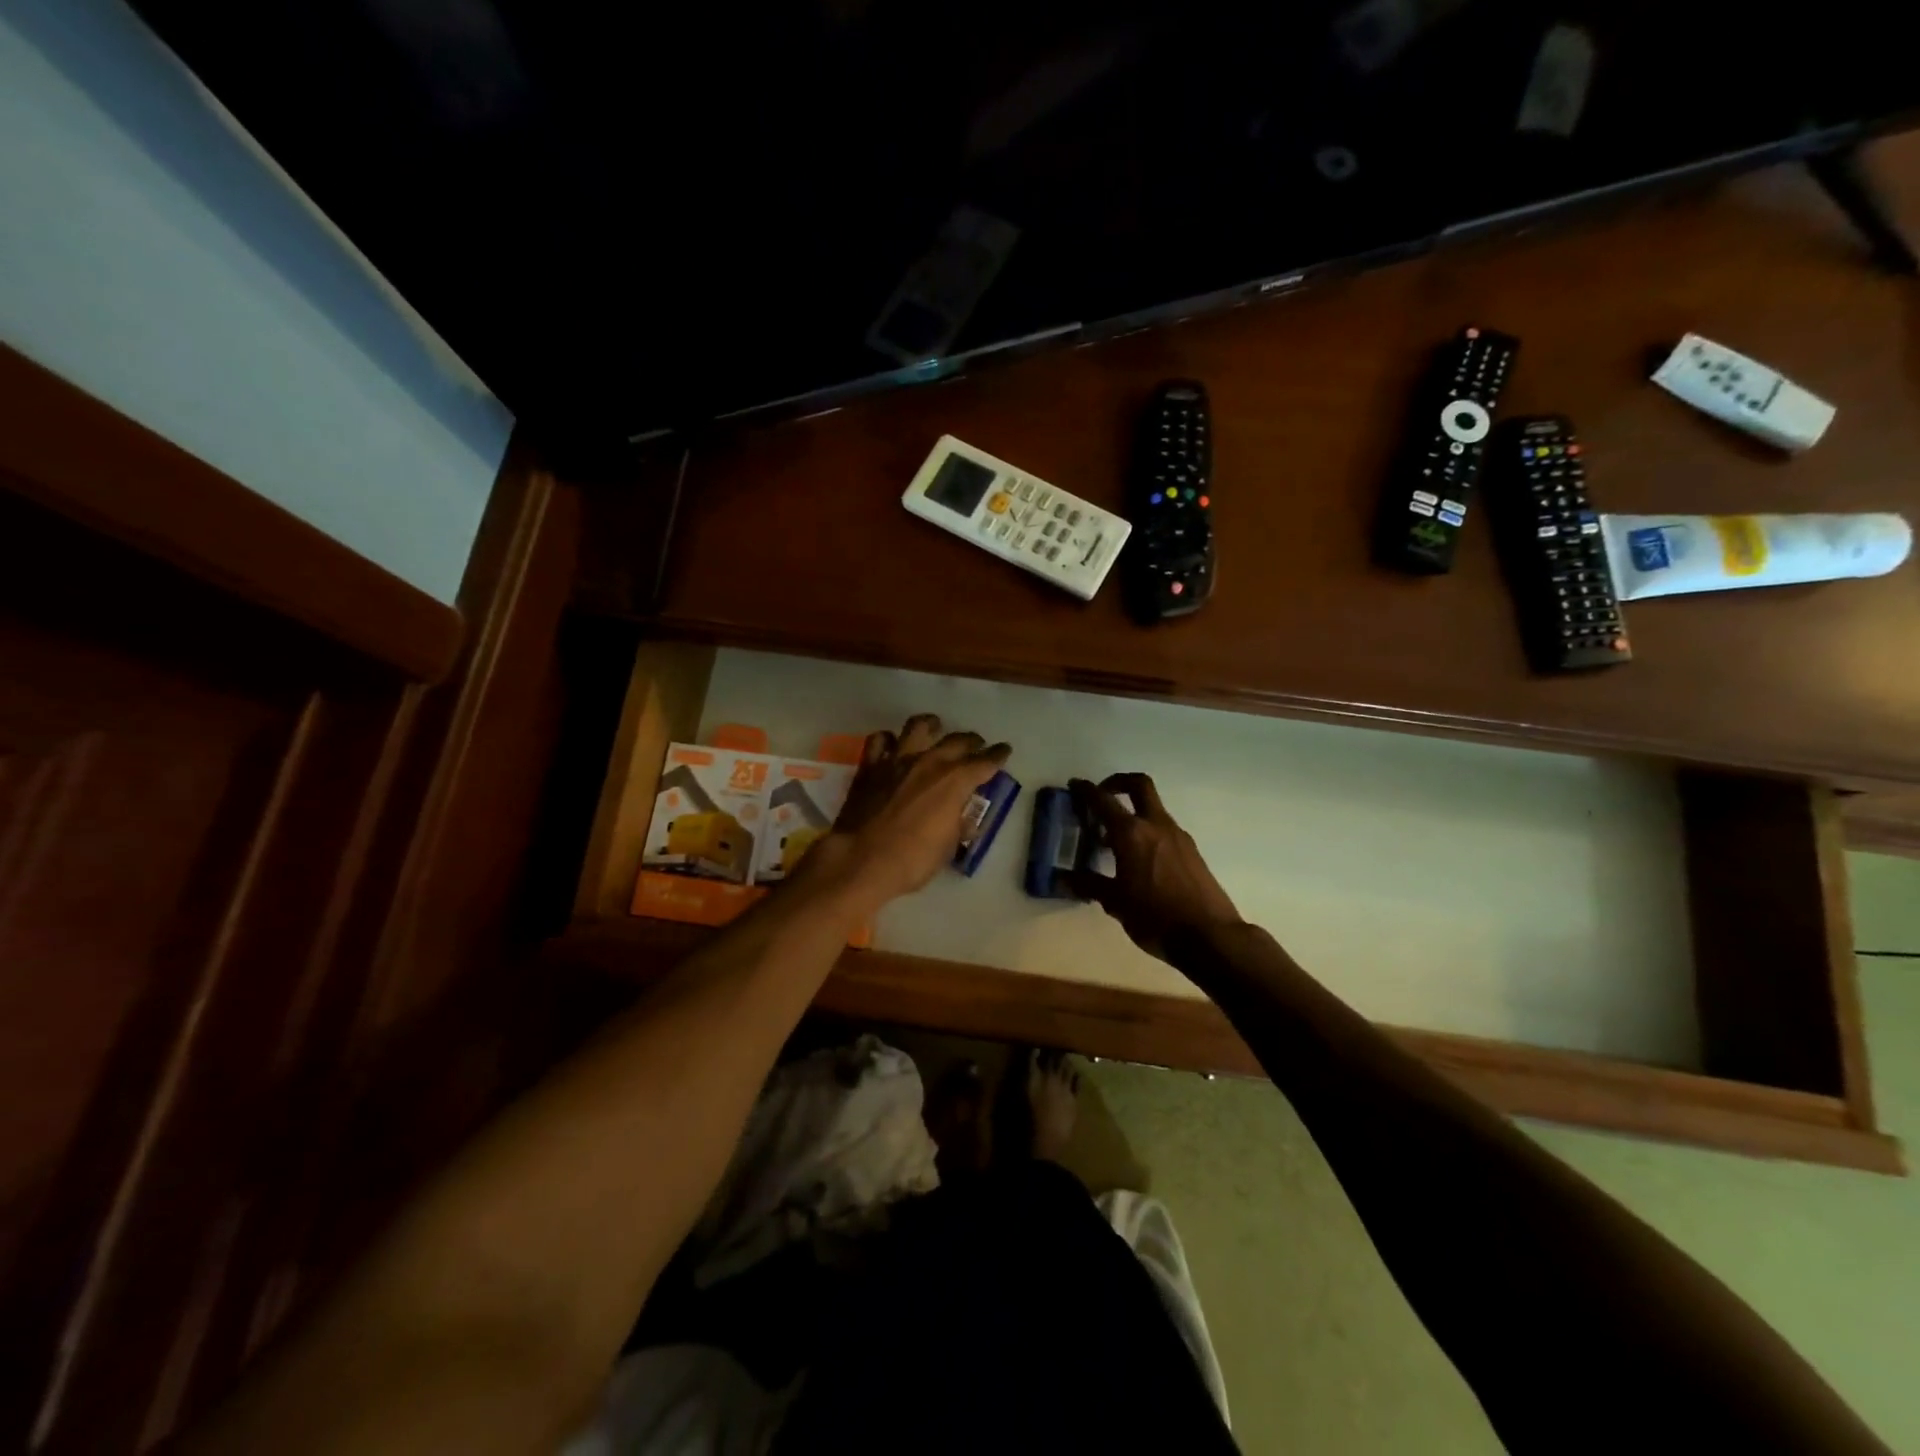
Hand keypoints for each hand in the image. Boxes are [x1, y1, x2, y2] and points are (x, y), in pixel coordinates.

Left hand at [799, 714, 1009, 912]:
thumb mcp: (947, 849)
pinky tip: (892, 746)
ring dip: (931, 725)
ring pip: (918, 726)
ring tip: (935, 727)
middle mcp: (930, 762)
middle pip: (957, 741)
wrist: (860, 859)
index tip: (1004, 750)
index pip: (985, 762)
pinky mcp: (870, 765)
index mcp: (955, 782)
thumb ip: (958, 826)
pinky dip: (889, 740)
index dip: (997, 755)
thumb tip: (964, 819)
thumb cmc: (911, 860)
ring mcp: (897, 760)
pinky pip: (880, 740)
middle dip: (972, 741)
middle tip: (976, 745)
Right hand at [1067, 773, 1241, 958]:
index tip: (1075, 785)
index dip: (1086, 790)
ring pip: (1153, 809)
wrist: (1209, 936)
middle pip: (1138, 785)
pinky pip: (1164, 830)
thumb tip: (1061, 879)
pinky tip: (1139, 861)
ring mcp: (1178, 836)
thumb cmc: (1155, 917)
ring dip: (1133, 813)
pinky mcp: (1191, 851)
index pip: (1103, 801)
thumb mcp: (1115, 902)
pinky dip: (1147, 832)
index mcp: (1131, 833)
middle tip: (1102, 796)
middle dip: (1118, 783)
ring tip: (1114, 841)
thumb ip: (1088, 885)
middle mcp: (1156, 825)